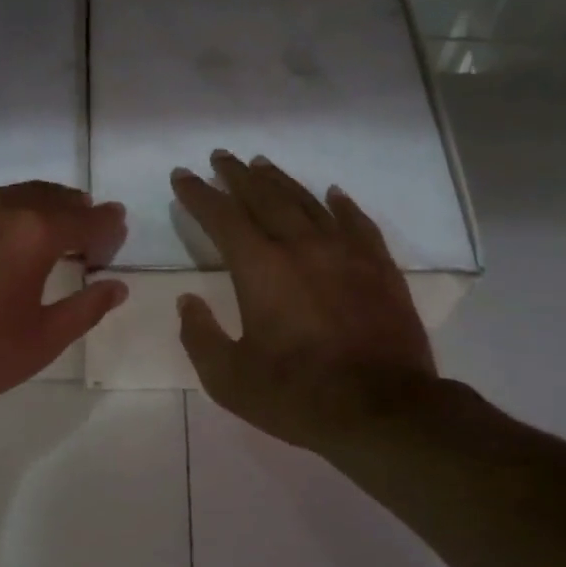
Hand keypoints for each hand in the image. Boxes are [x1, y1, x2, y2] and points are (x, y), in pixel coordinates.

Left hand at [0, 182, 127, 412]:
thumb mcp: (44, 340)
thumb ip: (87, 307)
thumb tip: (116, 287)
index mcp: (34, 231)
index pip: (88, 218)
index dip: (108, 229)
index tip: (112, 244)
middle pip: (48, 195)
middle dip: (72, 212)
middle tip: (83, 235)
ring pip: (6, 196)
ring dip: (30, 211)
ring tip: (36, 237)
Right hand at [171, 151, 437, 451]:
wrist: (383, 410)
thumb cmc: (297, 396)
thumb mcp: (228, 378)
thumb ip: (200, 336)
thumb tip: (188, 302)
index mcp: (261, 269)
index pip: (222, 218)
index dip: (199, 194)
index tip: (182, 175)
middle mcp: (302, 247)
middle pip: (265, 197)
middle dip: (238, 176)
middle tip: (221, 157)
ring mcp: (346, 253)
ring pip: (308, 202)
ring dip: (281, 181)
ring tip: (262, 165)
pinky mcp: (380, 268)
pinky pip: (357, 223)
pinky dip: (340, 205)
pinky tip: (332, 194)